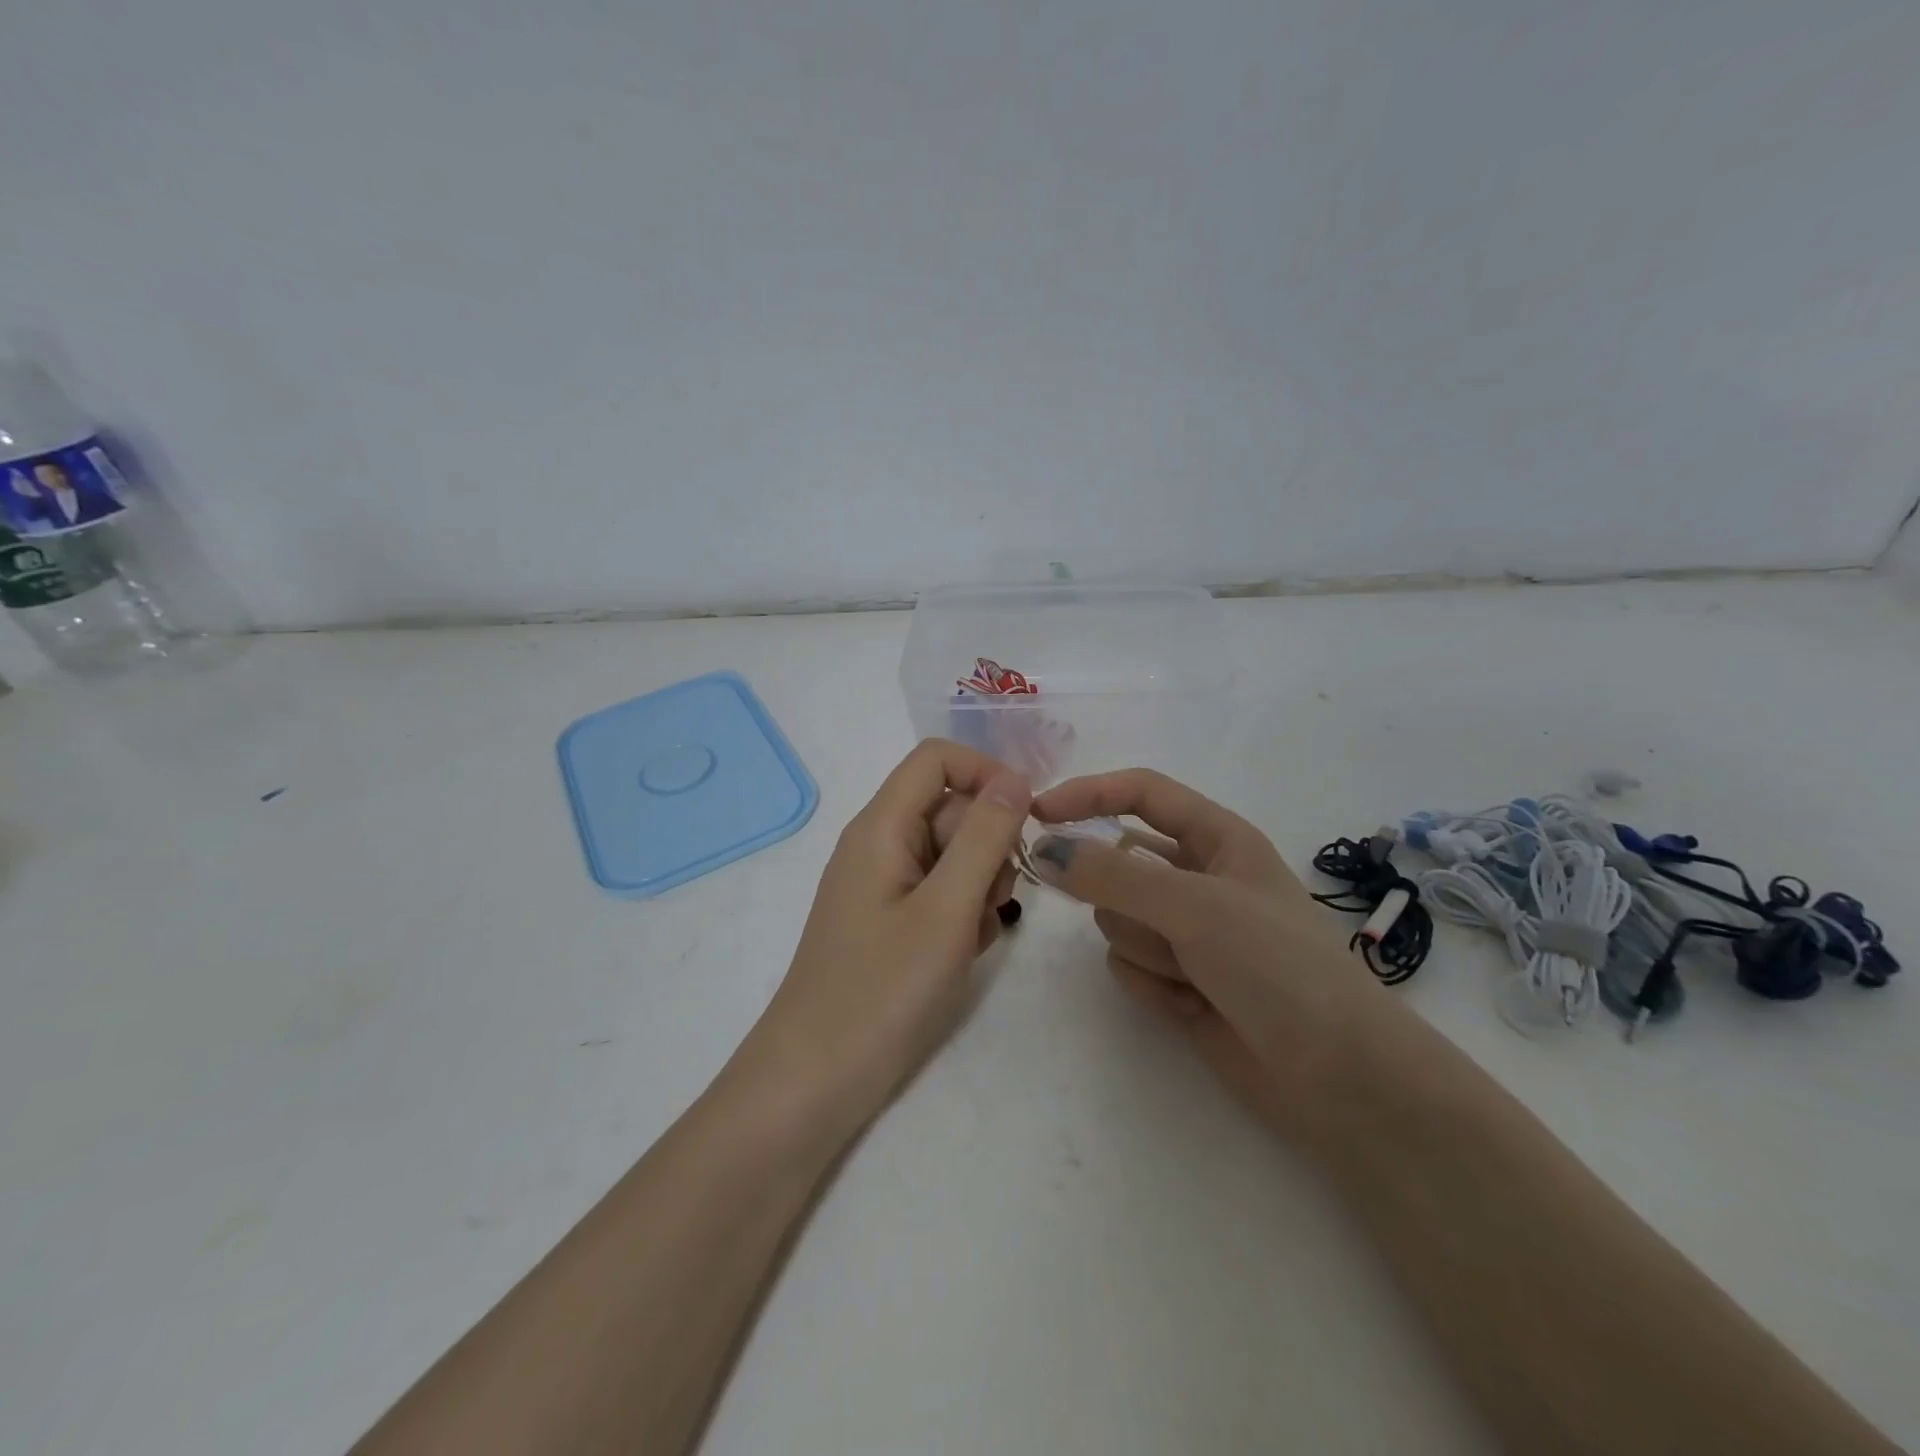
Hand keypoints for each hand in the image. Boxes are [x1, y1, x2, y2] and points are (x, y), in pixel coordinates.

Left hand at [733, 739, 1030, 1147]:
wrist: (815, 1080)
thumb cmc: (882, 991)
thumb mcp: (947, 909)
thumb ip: (984, 837)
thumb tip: (1014, 778)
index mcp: (881, 825)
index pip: (937, 758)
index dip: (987, 774)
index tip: (1025, 820)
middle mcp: (878, 843)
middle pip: (949, 808)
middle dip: (987, 845)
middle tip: (993, 902)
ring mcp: (882, 882)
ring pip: (951, 853)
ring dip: (978, 886)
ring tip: (970, 937)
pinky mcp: (888, 919)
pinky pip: (938, 891)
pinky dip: (960, 914)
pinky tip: (959, 954)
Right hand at [1030, 769, 1392, 1137]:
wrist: (1337, 1078)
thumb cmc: (1277, 966)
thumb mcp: (1195, 905)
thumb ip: (1112, 875)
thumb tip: (1044, 850)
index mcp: (1218, 838)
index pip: (1141, 794)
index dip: (1089, 794)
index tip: (1038, 814)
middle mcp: (1198, 878)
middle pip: (1118, 864)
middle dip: (1124, 896)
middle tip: (1161, 924)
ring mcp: (1186, 932)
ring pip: (1117, 918)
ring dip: (1146, 947)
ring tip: (1192, 973)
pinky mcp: (1176, 980)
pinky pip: (1126, 964)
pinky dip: (1151, 984)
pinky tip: (1191, 1006)